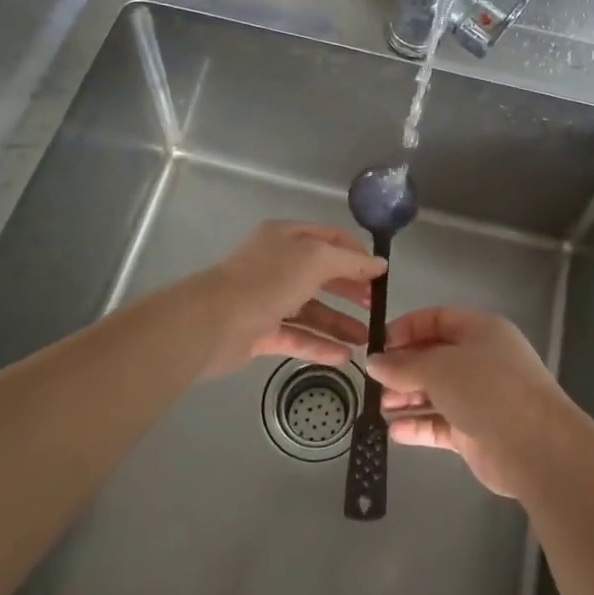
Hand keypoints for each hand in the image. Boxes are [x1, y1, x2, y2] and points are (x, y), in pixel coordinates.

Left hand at [185, 220, 385, 375]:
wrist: (212, 323)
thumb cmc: (268, 280)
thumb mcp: (316, 260)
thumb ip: (350, 262)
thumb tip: (380, 264)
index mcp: (286, 237)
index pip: (329, 238)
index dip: (356, 254)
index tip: (381, 274)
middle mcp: (277, 264)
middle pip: (322, 275)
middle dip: (351, 290)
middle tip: (377, 306)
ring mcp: (267, 299)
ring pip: (311, 309)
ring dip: (339, 323)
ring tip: (367, 339)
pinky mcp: (261, 332)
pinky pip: (297, 336)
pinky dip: (320, 345)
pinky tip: (344, 357)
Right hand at [368, 306, 579, 498]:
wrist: (536, 446)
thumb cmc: (488, 389)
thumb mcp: (440, 368)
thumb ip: (404, 365)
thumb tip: (374, 363)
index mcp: (481, 331)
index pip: (438, 319)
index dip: (407, 329)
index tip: (378, 346)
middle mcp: (481, 360)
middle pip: (435, 357)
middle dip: (403, 368)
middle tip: (375, 383)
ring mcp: (480, 397)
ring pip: (436, 392)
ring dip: (407, 398)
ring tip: (380, 408)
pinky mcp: (476, 432)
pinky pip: (441, 424)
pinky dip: (418, 426)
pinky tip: (393, 432)